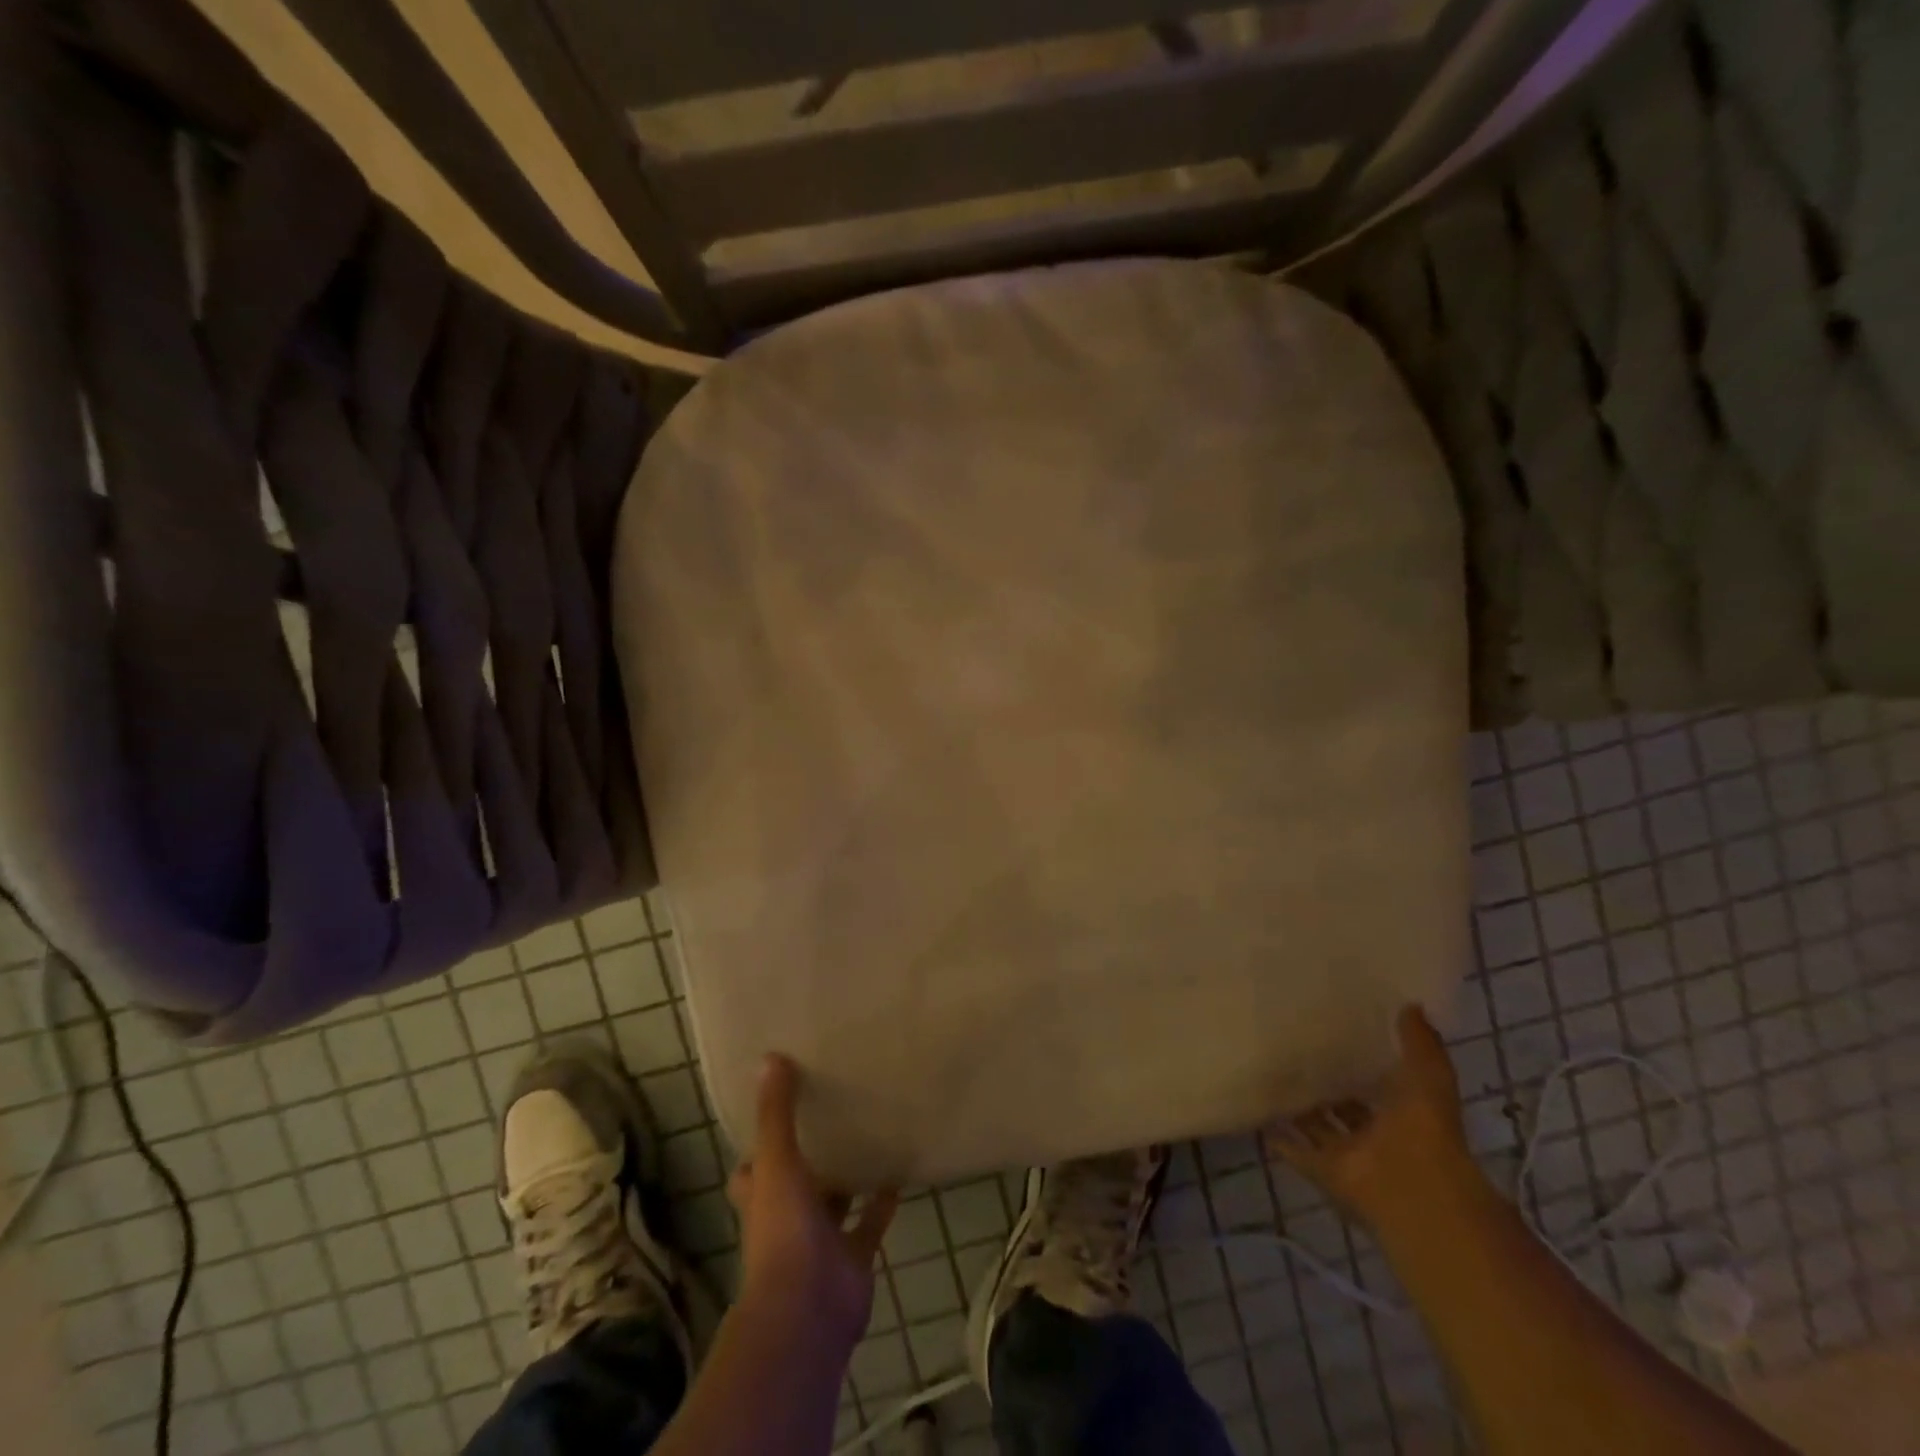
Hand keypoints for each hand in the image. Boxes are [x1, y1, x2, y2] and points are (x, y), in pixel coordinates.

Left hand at [727, 1054, 897, 1347]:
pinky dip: (883, 1201)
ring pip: (835, 1201)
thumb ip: (776, 1113)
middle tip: (835, 1110)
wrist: (808, 1310)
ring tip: (870, 1132)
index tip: (780, 1109)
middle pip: (797, 1183)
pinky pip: (870, 1222)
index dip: (761, 1145)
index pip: (753, 1169)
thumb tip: (769, 1058)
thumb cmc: (783, 1232)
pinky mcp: (854, 1257)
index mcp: (762, 1197)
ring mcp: (821, 1240)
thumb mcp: (777, 1162)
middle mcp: (787, 1218)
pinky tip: (899, 1170)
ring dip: (848, 1176)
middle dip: (811, 1156)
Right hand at [1265, 1005, 1480, 1227]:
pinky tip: (1261, 1117)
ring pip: (1319, 1128)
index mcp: (1404, 1113)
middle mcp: (1376, 1135)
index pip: (1381, 1084)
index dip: (1364, 1064)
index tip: (1341, 1038)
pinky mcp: (1323, 1170)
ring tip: (1272, 1078)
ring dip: (1301, 1111)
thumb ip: (1419, 1042)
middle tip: (1297, 1054)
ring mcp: (1348, 1155)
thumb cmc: (1425, 1129)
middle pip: (1346, 1108)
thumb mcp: (1429, 1074)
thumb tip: (1411, 1004)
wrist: (1413, 1188)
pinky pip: (1296, 1151)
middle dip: (1328, 1087)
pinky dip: (1280, 1139)